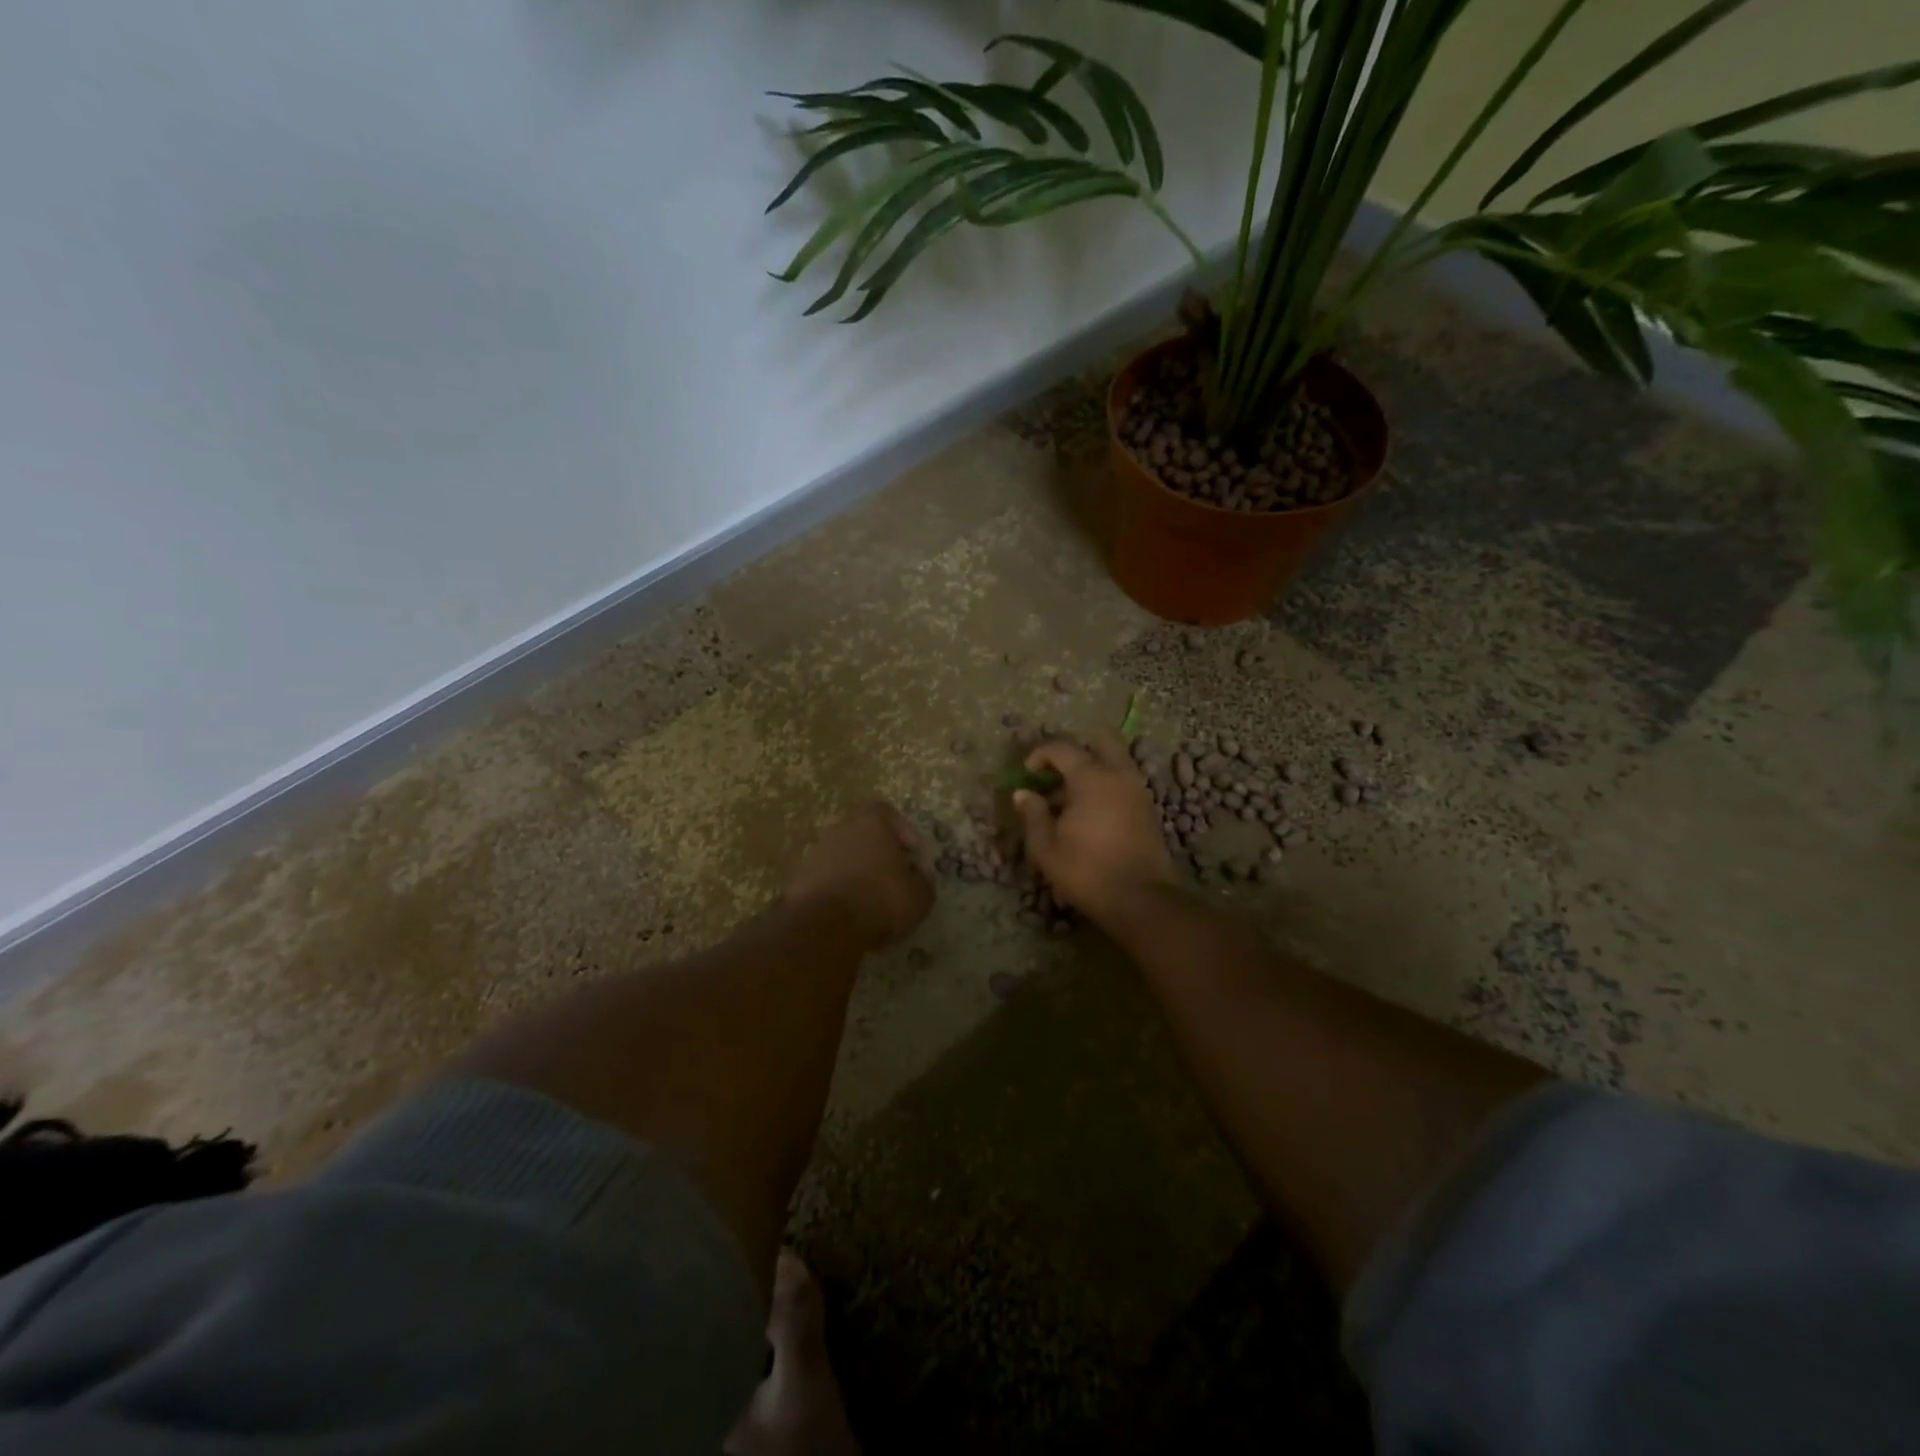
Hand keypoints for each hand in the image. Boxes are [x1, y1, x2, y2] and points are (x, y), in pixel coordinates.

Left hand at [784, 801, 932, 951]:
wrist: (824, 926)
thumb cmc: (880, 900)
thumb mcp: (919, 896)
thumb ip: (922, 881)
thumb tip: (917, 878)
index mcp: (870, 822)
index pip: (886, 812)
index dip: (902, 831)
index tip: (912, 855)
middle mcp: (839, 829)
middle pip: (862, 834)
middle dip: (878, 853)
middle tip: (892, 878)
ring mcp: (814, 853)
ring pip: (841, 856)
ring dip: (855, 873)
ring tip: (869, 901)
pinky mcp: (797, 880)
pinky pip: (825, 879)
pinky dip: (836, 891)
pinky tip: (847, 914)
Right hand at [1012, 733, 1177, 927]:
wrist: (1141, 899)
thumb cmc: (1087, 870)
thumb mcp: (1046, 847)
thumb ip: (1033, 814)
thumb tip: (1023, 794)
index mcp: (1091, 777)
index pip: (1063, 748)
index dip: (1040, 754)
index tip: (1027, 771)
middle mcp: (1119, 775)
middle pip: (1102, 740)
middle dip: (1077, 749)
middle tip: (1057, 771)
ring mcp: (1138, 791)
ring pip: (1115, 762)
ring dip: (1092, 769)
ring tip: (1068, 799)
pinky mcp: (1147, 809)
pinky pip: (1123, 782)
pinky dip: (1105, 786)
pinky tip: (1088, 814)